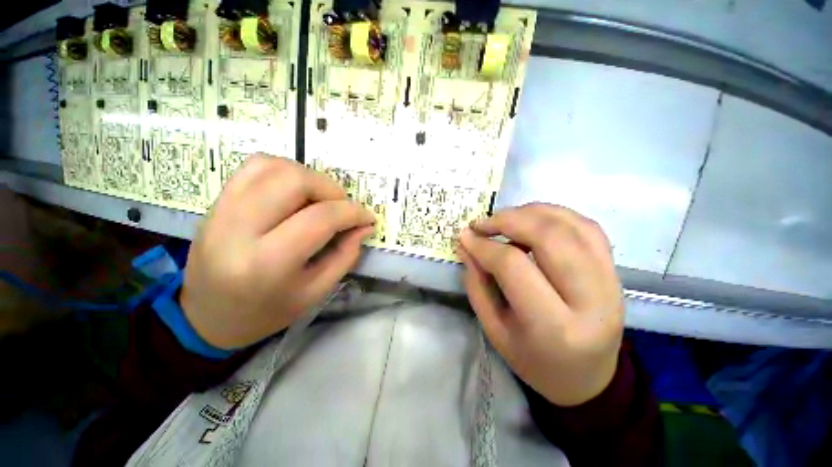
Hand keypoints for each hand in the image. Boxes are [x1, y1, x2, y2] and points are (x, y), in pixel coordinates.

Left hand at [180, 155, 374, 349]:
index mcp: (268, 263)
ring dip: (308, 176)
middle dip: (330, 189)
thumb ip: (345, 255)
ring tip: (319, 199)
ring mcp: (221, 210)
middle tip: (341, 208)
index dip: (352, 213)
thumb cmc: (266, 312)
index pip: (320, 218)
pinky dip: (283, 170)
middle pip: (294, 181)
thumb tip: (364, 226)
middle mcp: (239, 228)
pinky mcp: (216, 201)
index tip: (367, 217)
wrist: (206, 316)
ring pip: (273, 166)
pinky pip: (253, 166)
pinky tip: (294, 191)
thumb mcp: (316, 292)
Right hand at [458, 203, 623, 406]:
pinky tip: (533, 220)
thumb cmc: (534, 360)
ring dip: (530, 213)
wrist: (588, 377)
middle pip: (549, 236)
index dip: (485, 246)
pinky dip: (554, 215)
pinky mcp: (615, 270)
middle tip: (482, 223)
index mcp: (555, 327)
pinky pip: (586, 227)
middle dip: (508, 220)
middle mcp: (591, 299)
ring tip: (504, 219)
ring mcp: (610, 281)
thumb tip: (466, 245)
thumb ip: (477, 284)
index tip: (465, 236)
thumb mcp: (494, 329)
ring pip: (570, 225)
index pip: (514, 265)